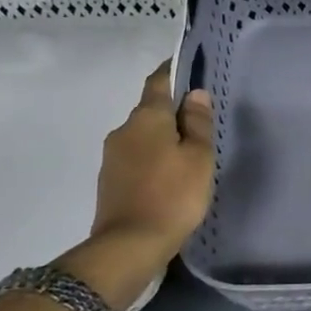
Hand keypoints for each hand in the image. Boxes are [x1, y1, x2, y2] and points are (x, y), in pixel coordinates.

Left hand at [59, 62, 213, 310]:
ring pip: (143, 136)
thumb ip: (198, 124)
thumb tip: (195, 93)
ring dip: (163, 137)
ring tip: (189, 151)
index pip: (158, 82)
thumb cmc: (173, 195)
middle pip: (150, 111)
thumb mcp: (198, 158)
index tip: (189, 65)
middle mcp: (123, 130)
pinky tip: (170, 174)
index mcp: (146, 118)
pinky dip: (153, 158)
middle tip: (200, 120)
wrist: (129, 245)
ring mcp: (112, 157)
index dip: (173, 70)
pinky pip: (136, 157)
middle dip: (172, 111)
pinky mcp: (110, 181)